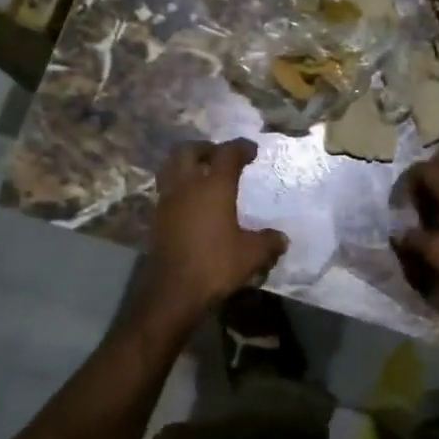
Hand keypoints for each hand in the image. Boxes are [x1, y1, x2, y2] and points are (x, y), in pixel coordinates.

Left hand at [137, 139, 287, 323]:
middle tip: (219, 156)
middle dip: (206, 148)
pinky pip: (167, 190)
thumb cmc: (216, 264)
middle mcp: (187, 186)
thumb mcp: (252, 255)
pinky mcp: (157, 218)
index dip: (240, 147)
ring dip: (186, 165)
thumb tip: (282, 239)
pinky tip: (192, 202)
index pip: (227, 153)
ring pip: (171, 167)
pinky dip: (179, 187)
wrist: (173, 291)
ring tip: (202, 175)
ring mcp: (167, 201)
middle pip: (188, 150)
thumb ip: (268, 242)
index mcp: (214, 186)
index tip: (251, 150)